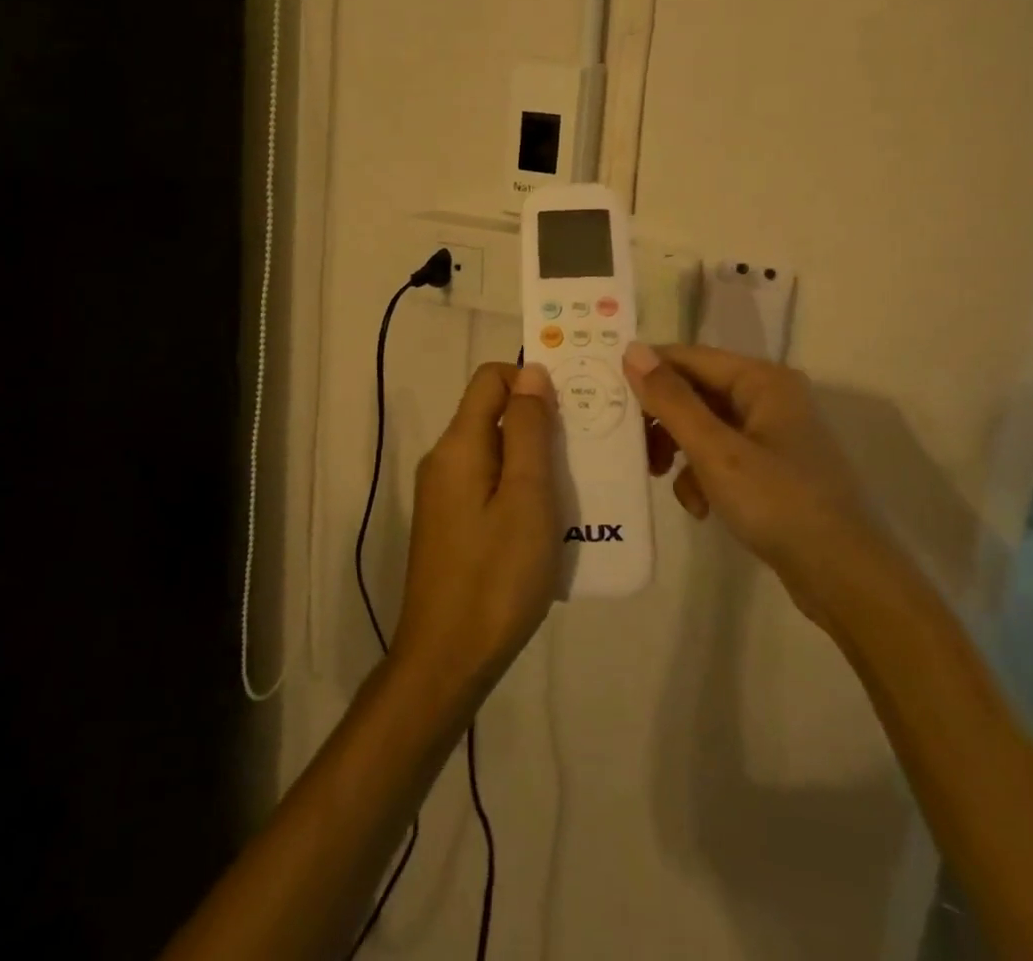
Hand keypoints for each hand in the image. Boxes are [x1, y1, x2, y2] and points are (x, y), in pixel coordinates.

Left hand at [388, 363, 560, 705]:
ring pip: (496, 451)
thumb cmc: (495, 576)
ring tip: (578, 484)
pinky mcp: (452, 523)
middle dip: (541, 421)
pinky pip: (490, 484)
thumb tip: (532, 372)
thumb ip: (528, 429)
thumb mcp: (526, 496)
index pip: (491, 378)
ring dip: (536, 458)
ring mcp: (445, 493)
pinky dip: (521, 487)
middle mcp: (445, 459)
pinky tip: (551, 520)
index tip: (574, 406)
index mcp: (459, 444)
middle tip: (587, 449)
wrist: (446, 660)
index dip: (531, 379)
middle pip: (494, 413)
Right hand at [625, 343, 889, 623]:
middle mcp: (768, 396)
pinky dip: (703, 476)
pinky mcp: (771, 468)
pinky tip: (701, 507)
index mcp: (761, 380)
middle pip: (695, 392)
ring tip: (664, 481)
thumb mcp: (715, 451)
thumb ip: (671, 400)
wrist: (844, 578)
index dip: (647, 373)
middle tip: (633, 449)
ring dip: (680, 453)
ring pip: (703, 427)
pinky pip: (721, 456)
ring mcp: (772, 434)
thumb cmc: (778, 503)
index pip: (688, 357)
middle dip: (663, 422)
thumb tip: (632, 349)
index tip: (606, 396)